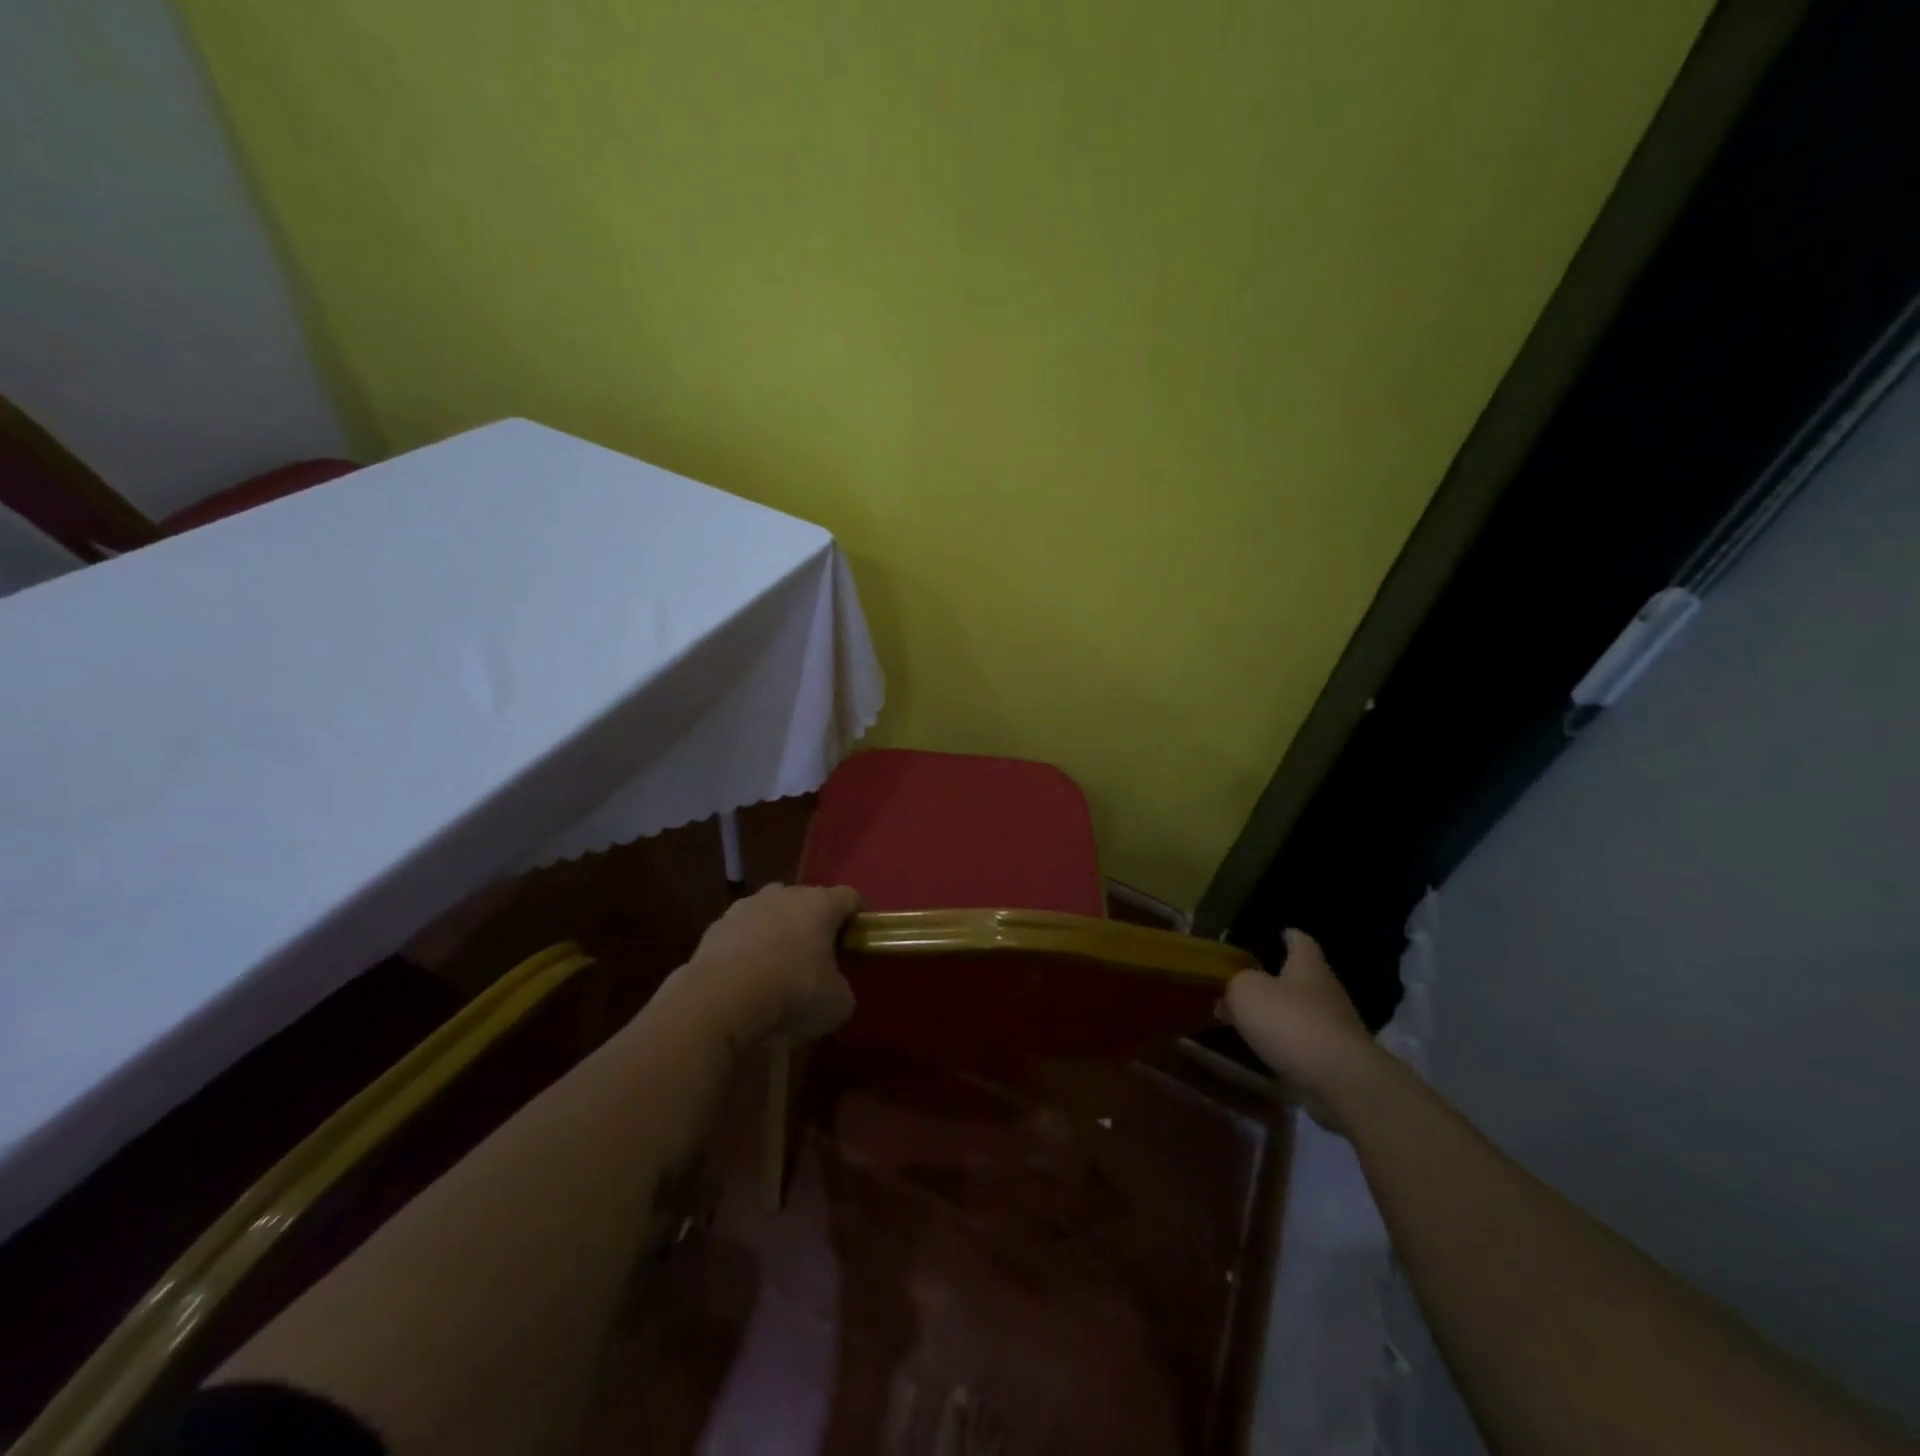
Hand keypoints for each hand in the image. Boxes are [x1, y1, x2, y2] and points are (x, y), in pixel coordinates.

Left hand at [686, 882, 860, 1045]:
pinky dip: (747, 951)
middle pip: (808, 902)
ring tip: (776, 973)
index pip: (850, 897)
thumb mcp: (838, 1003)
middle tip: (817, 961)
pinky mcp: (715, 926)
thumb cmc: (792, 993)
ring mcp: (746, 906)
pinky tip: (745, 982)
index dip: (857, 919)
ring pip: (771, 915)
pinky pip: (742, 934)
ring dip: (778, 935)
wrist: (719, 1001)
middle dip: (814, 927)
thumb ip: (842, 987)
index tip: (855, 945)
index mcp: (820, 904)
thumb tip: (833, 988)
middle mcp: (784, 894)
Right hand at [1222, 928, 1381, 1128]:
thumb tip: (1228, 995)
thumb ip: (1234, 985)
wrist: (1341, 1080)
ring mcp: (1337, 1026)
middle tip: (1248, 981)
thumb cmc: (1291, 1021)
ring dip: (1280, 1013)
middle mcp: (1327, 990)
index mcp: (1308, 965)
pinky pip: (1306, 1042)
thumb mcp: (1245, 992)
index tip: (1279, 933)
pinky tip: (1267, 1049)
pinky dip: (1287, 1042)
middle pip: (1302, 977)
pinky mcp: (1337, 1059)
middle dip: (1278, 978)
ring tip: (1249, 1018)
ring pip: (1303, 1011)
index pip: (1300, 941)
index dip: (1289, 936)